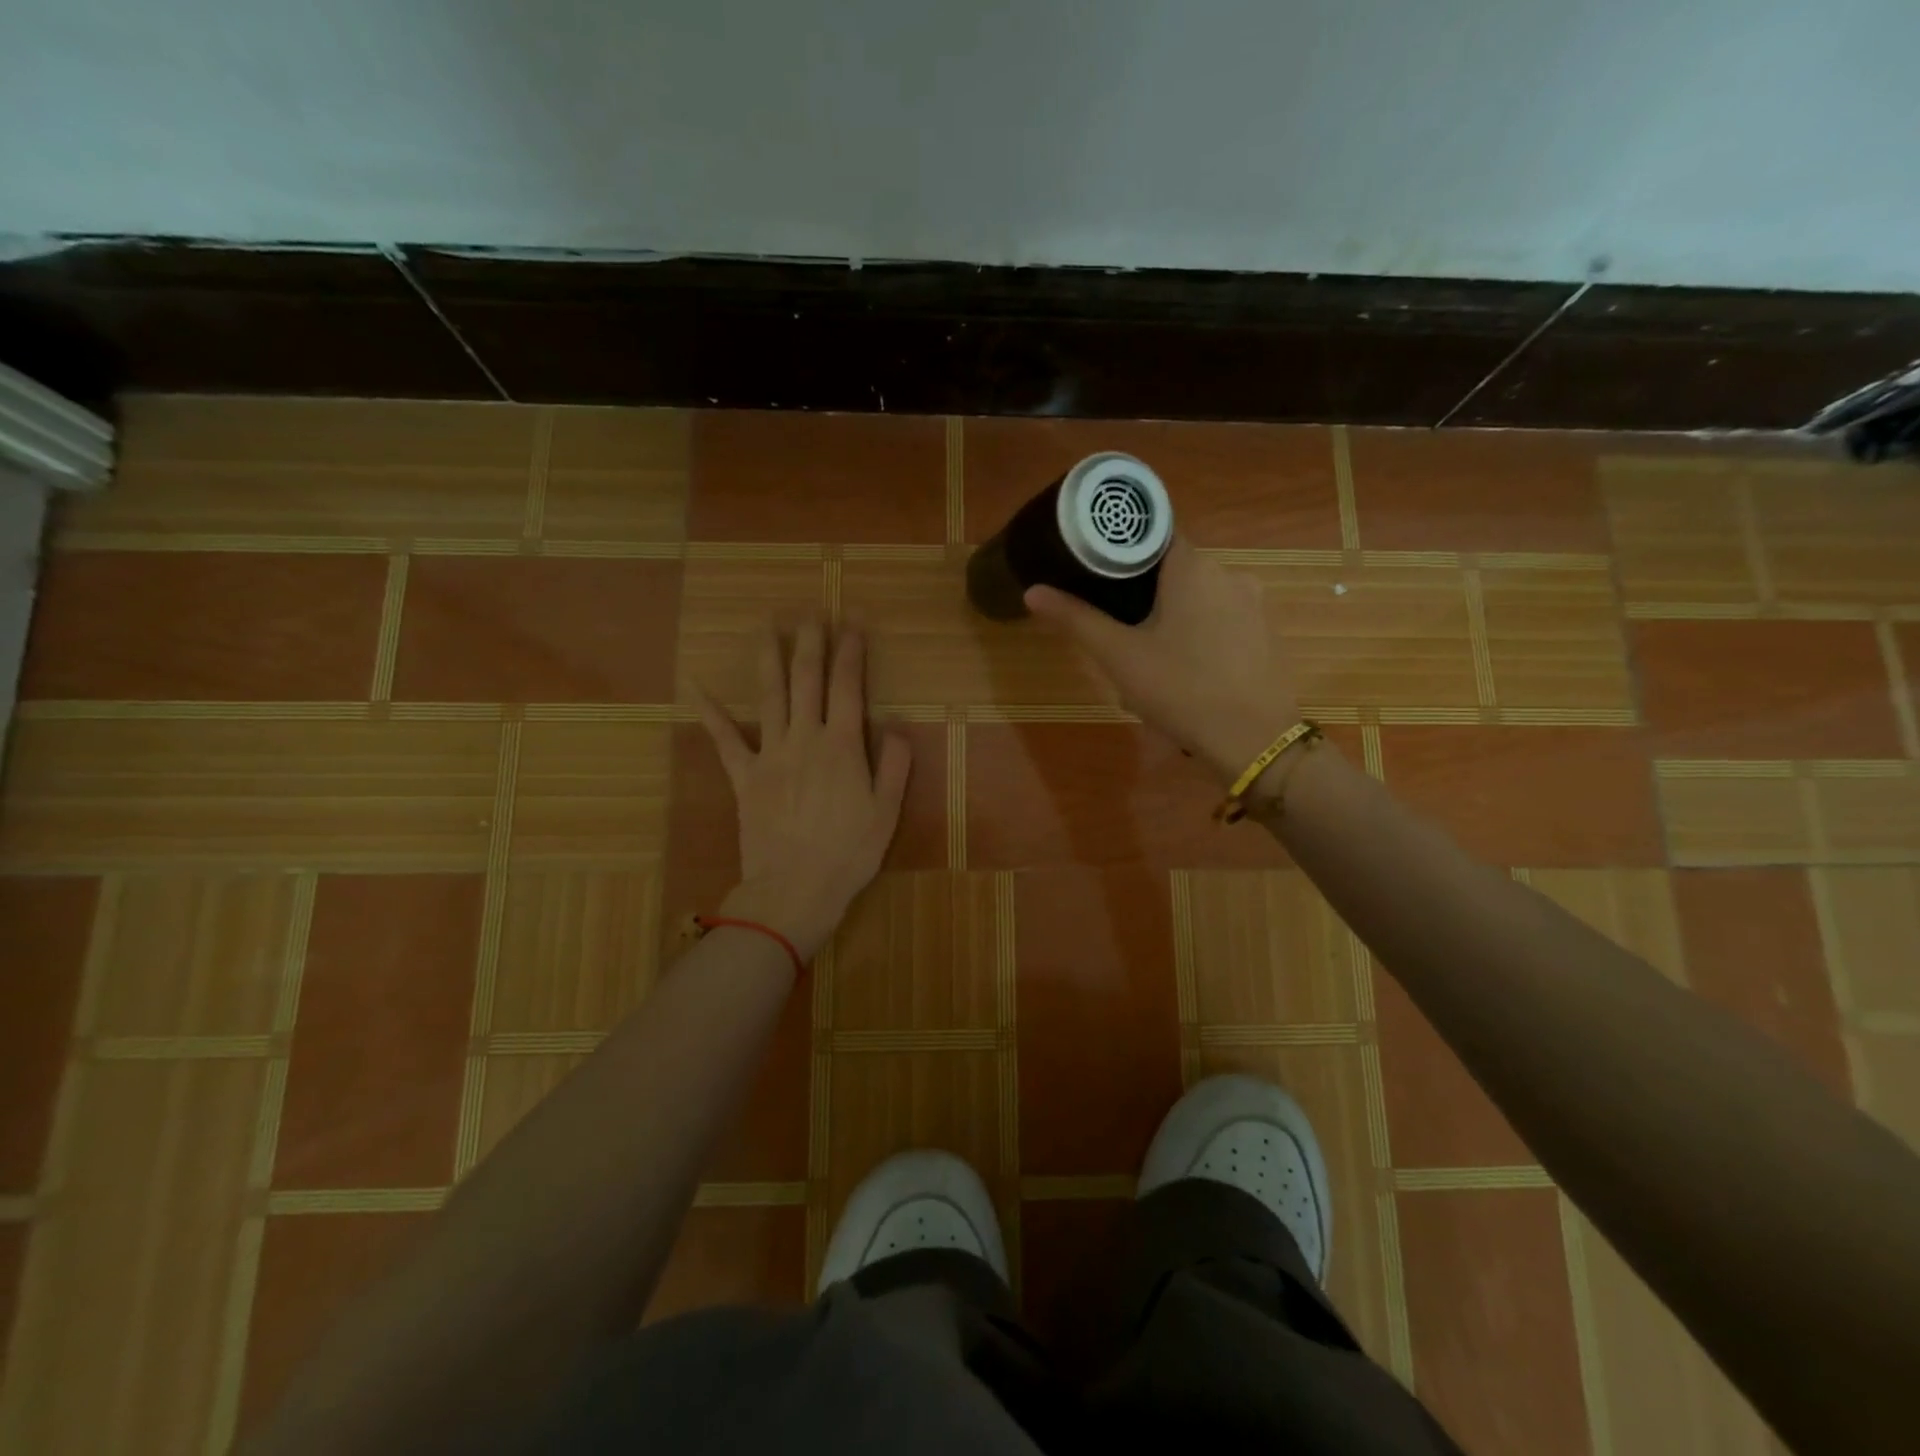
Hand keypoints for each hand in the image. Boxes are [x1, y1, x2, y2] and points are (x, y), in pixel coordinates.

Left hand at [693, 619, 910, 961]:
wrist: (794, 890)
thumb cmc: (848, 854)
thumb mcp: (886, 812)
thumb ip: (894, 763)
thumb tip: (895, 722)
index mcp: (842, 746)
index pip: (847, 686)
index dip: (851, 650)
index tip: (854, 621)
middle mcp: (804, 739)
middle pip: (806, 680)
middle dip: (810, 642)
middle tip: (811, 612)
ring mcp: (769, 755)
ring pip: (769, 696)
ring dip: (769, 658)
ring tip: (767, 626)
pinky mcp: (743, 777)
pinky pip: (724, 739)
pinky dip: (710, 711)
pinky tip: (695, 685)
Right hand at [1025, 535, 1300, 783]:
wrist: (1254, 741)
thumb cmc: (1181, 689)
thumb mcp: (1119, 656)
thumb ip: (1076, 619)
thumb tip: (1032, 591)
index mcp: (1193, 567)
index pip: (1152, 534)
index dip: (1121, 549)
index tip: (1095, 571)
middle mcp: (1228, 573)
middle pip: (1173, 569)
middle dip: (1142, 594)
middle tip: (1114, 627)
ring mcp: (1253, 604)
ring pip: (1196, 598)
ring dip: (1169, 617)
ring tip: (1145, 656)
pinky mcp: (1264, 633)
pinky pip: (1220, 620)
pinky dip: (1196, 634)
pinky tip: (1183, 670)